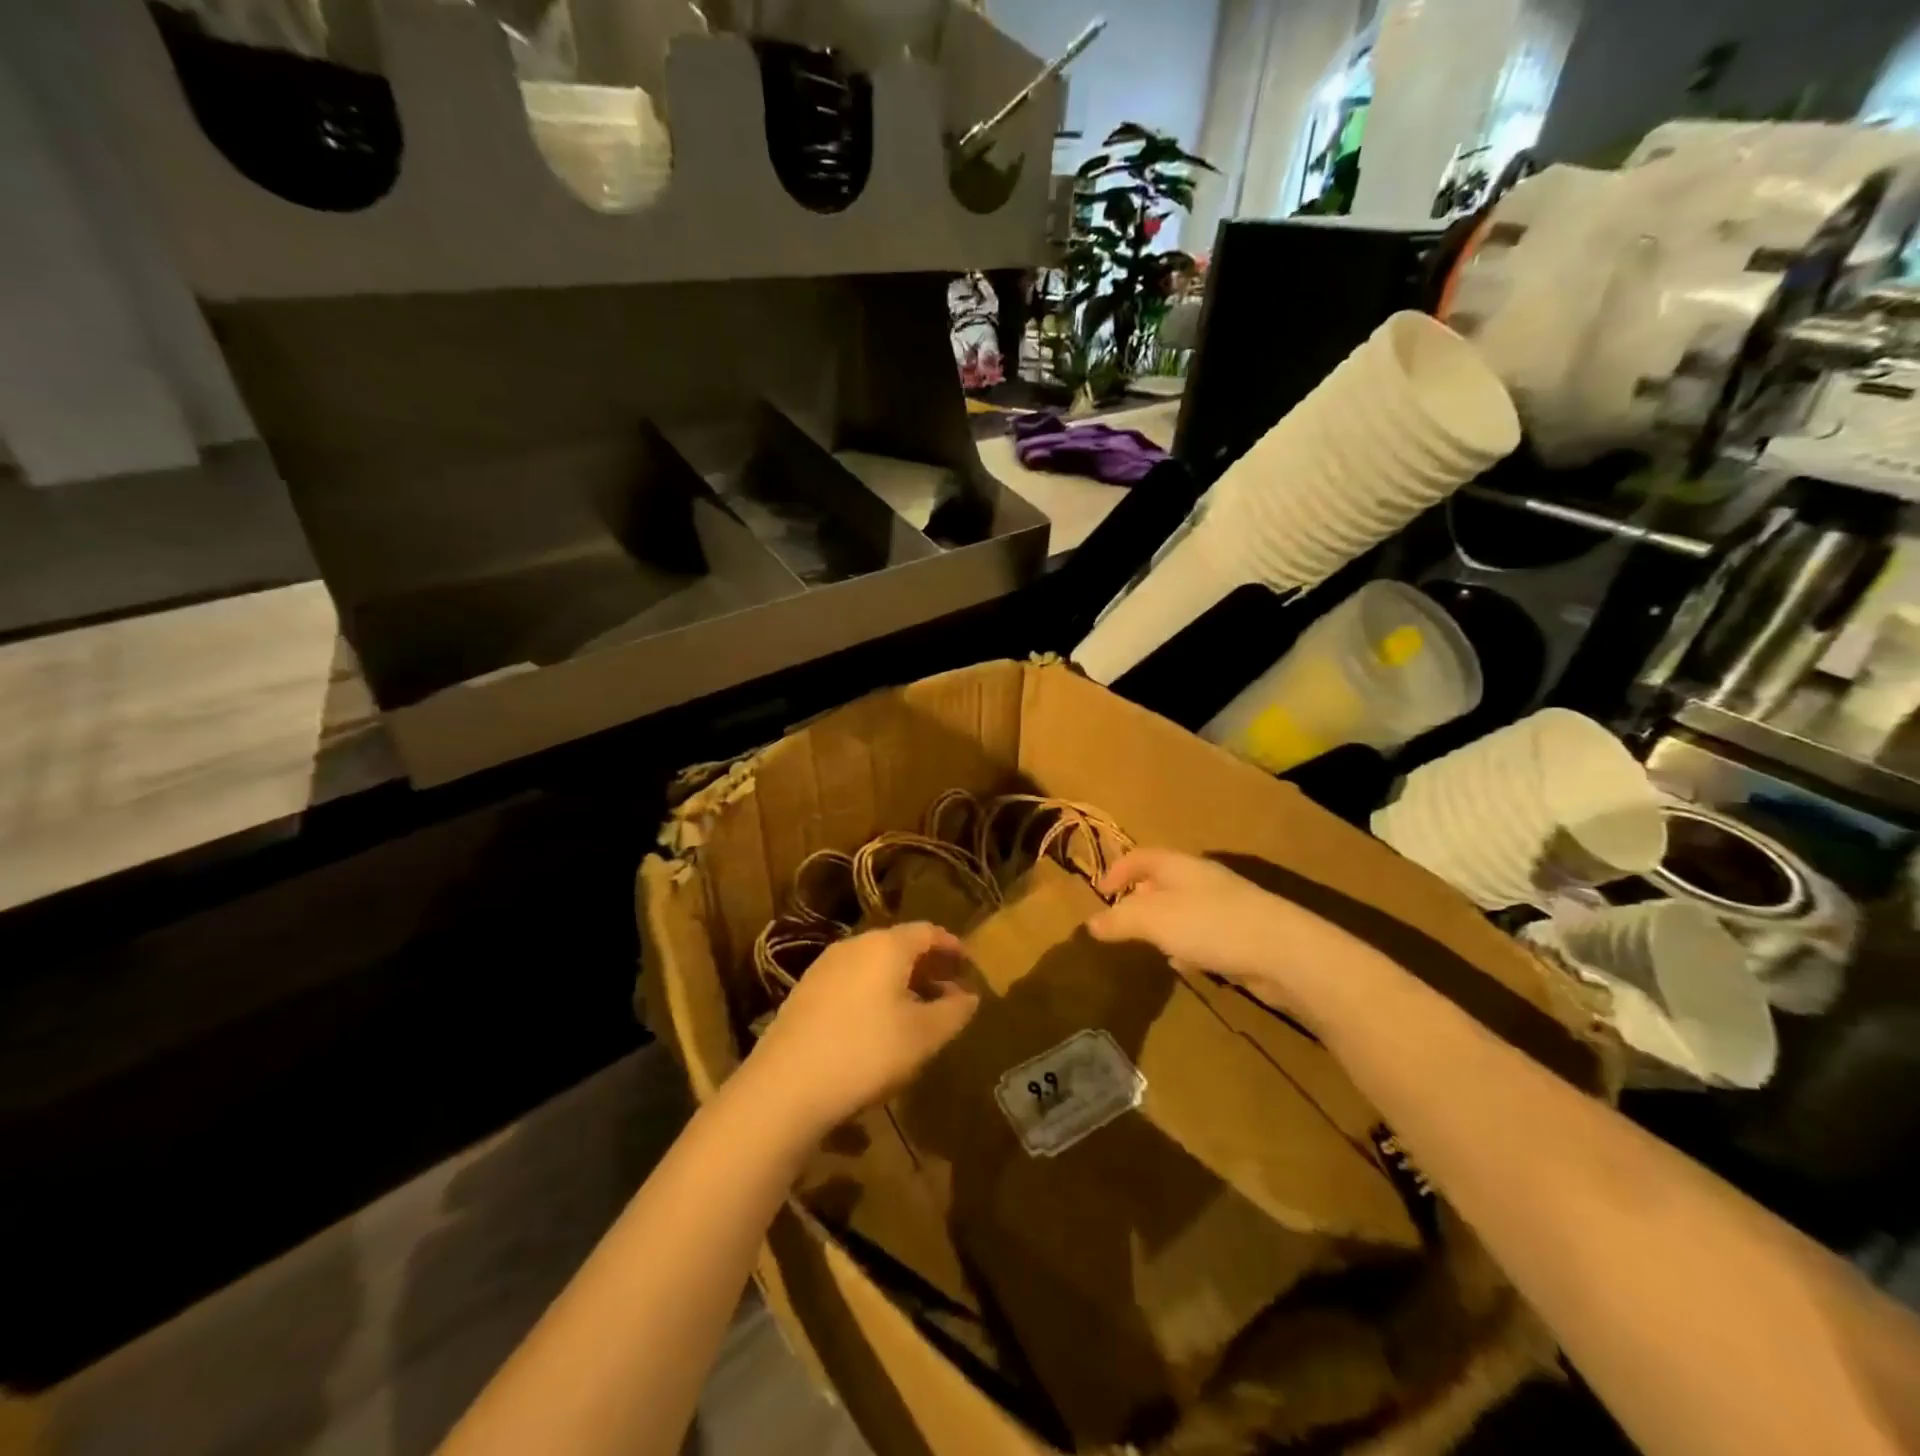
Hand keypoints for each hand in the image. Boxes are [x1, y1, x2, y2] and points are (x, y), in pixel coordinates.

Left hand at [746, 923, 977, 1133]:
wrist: (785, 1086)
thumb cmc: (867, 1052)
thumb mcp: (923, 1036)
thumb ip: (953, 1012)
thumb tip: (969, 996)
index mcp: (886, 945)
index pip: (928, 932)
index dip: (952, 947)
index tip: (969, 966)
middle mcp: (854, 945)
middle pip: (899, 946)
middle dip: (927, 966)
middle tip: (949, 990)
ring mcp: (824, 967)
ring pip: (873, 964)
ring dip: (900, 981)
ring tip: (918, 1010)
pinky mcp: (804, 993)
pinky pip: (851, 981)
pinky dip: (874, 993)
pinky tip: (878, 1025)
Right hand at [1088, 848, 1373, 1020]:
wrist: (1285, 952)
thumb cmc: (1211, 925)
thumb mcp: (1154, 919)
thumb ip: (1120, 920)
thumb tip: (1091, 924)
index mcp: (1180, 866)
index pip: (1141, 856)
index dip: (1118, 869)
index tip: (1100, 891)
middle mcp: (1203, 880)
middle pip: (1164, 880)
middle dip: (1141, 898)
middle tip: (1124, 920)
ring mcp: (1227, 906)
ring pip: (1185, 909)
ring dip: (1166, 925)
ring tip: (1152, 945)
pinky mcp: (1244, 934)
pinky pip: (1206, 934)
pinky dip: (1190, 945)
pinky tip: (1188, 965)